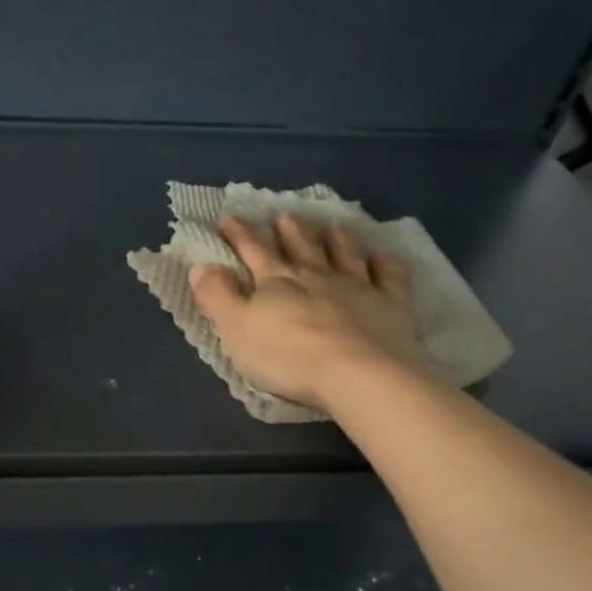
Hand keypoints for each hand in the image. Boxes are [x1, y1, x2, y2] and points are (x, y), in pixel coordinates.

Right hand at [189, 215, 425, 410]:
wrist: (359, 374)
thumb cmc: (288, 355)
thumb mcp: (236, 328)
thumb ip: (217, 297)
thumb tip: (200, 265)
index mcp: (276, 282)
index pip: (253, 251)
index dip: (239, 235)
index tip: (229, 219)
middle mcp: (316, 275)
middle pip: (300, 248)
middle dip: (289, 232)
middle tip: (285, 216)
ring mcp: (357, 287)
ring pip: (344, 255)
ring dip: (336, 240)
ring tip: (333, 226)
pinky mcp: (390, 305)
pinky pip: (389, 277)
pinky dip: (385, 264)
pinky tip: (383, 257)